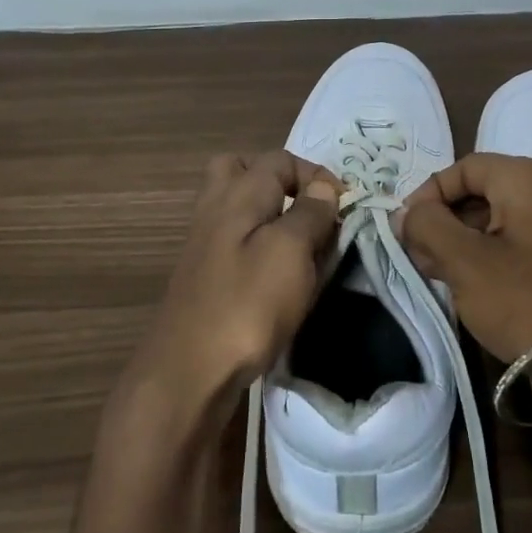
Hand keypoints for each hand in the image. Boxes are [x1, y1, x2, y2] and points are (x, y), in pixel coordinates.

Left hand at [132, 151, 342, 403]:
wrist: (188, 373)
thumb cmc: (247, 305)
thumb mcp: (291, 252)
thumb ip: (310, 213)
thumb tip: (323, 187)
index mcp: (239, 193)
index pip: (281, 159)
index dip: (317, 176)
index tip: (343, 209)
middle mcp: (216, 208)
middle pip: (242, 170)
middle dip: (281, 182)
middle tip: (308, 211)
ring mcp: (204, 242)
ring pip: (236, 206)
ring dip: (269, 214)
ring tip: (299, 244)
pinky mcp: (204, 275)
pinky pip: (233, 239)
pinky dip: (257, 244)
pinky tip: (277, 274)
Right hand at [398, 153, 531, 365]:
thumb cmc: (524, 300)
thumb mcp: (464, 261)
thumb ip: (428, 226)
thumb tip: (407, 212)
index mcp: (529, 180)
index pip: (465, 168)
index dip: (429, 193)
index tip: (406, 228)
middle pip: (484, 192)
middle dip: (445, 220)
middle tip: (418, 255)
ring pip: (501, 220)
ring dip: (464, 241)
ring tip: (438, 274)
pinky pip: (522, 244)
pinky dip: (491, 256)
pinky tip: (471, 286)